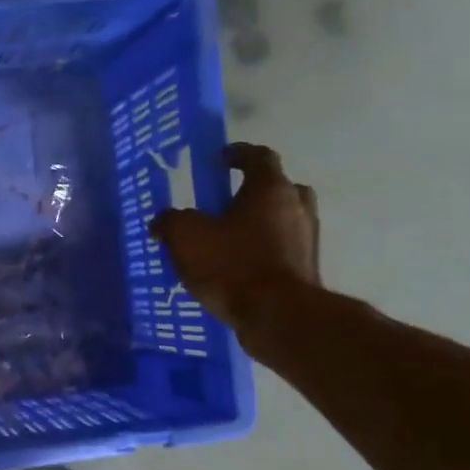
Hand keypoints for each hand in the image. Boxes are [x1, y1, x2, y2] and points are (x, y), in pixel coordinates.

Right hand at [150, 143, 320, 332]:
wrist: (278, 315)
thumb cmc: (232, 264)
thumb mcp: (186, 237)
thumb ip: (170, 221)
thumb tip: (162, 221)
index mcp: (270, 188)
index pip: (259, 156)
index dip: (238, 154)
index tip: (221, 158)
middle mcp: (297, 206)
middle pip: (276, 188)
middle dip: (252, 193)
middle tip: (226, 204)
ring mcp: (307, 238)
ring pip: (281, 220)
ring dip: (258, 224)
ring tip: (227, 241)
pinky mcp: (306, 268)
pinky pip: (281, 249)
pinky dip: (262, 251)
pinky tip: (238, 268)